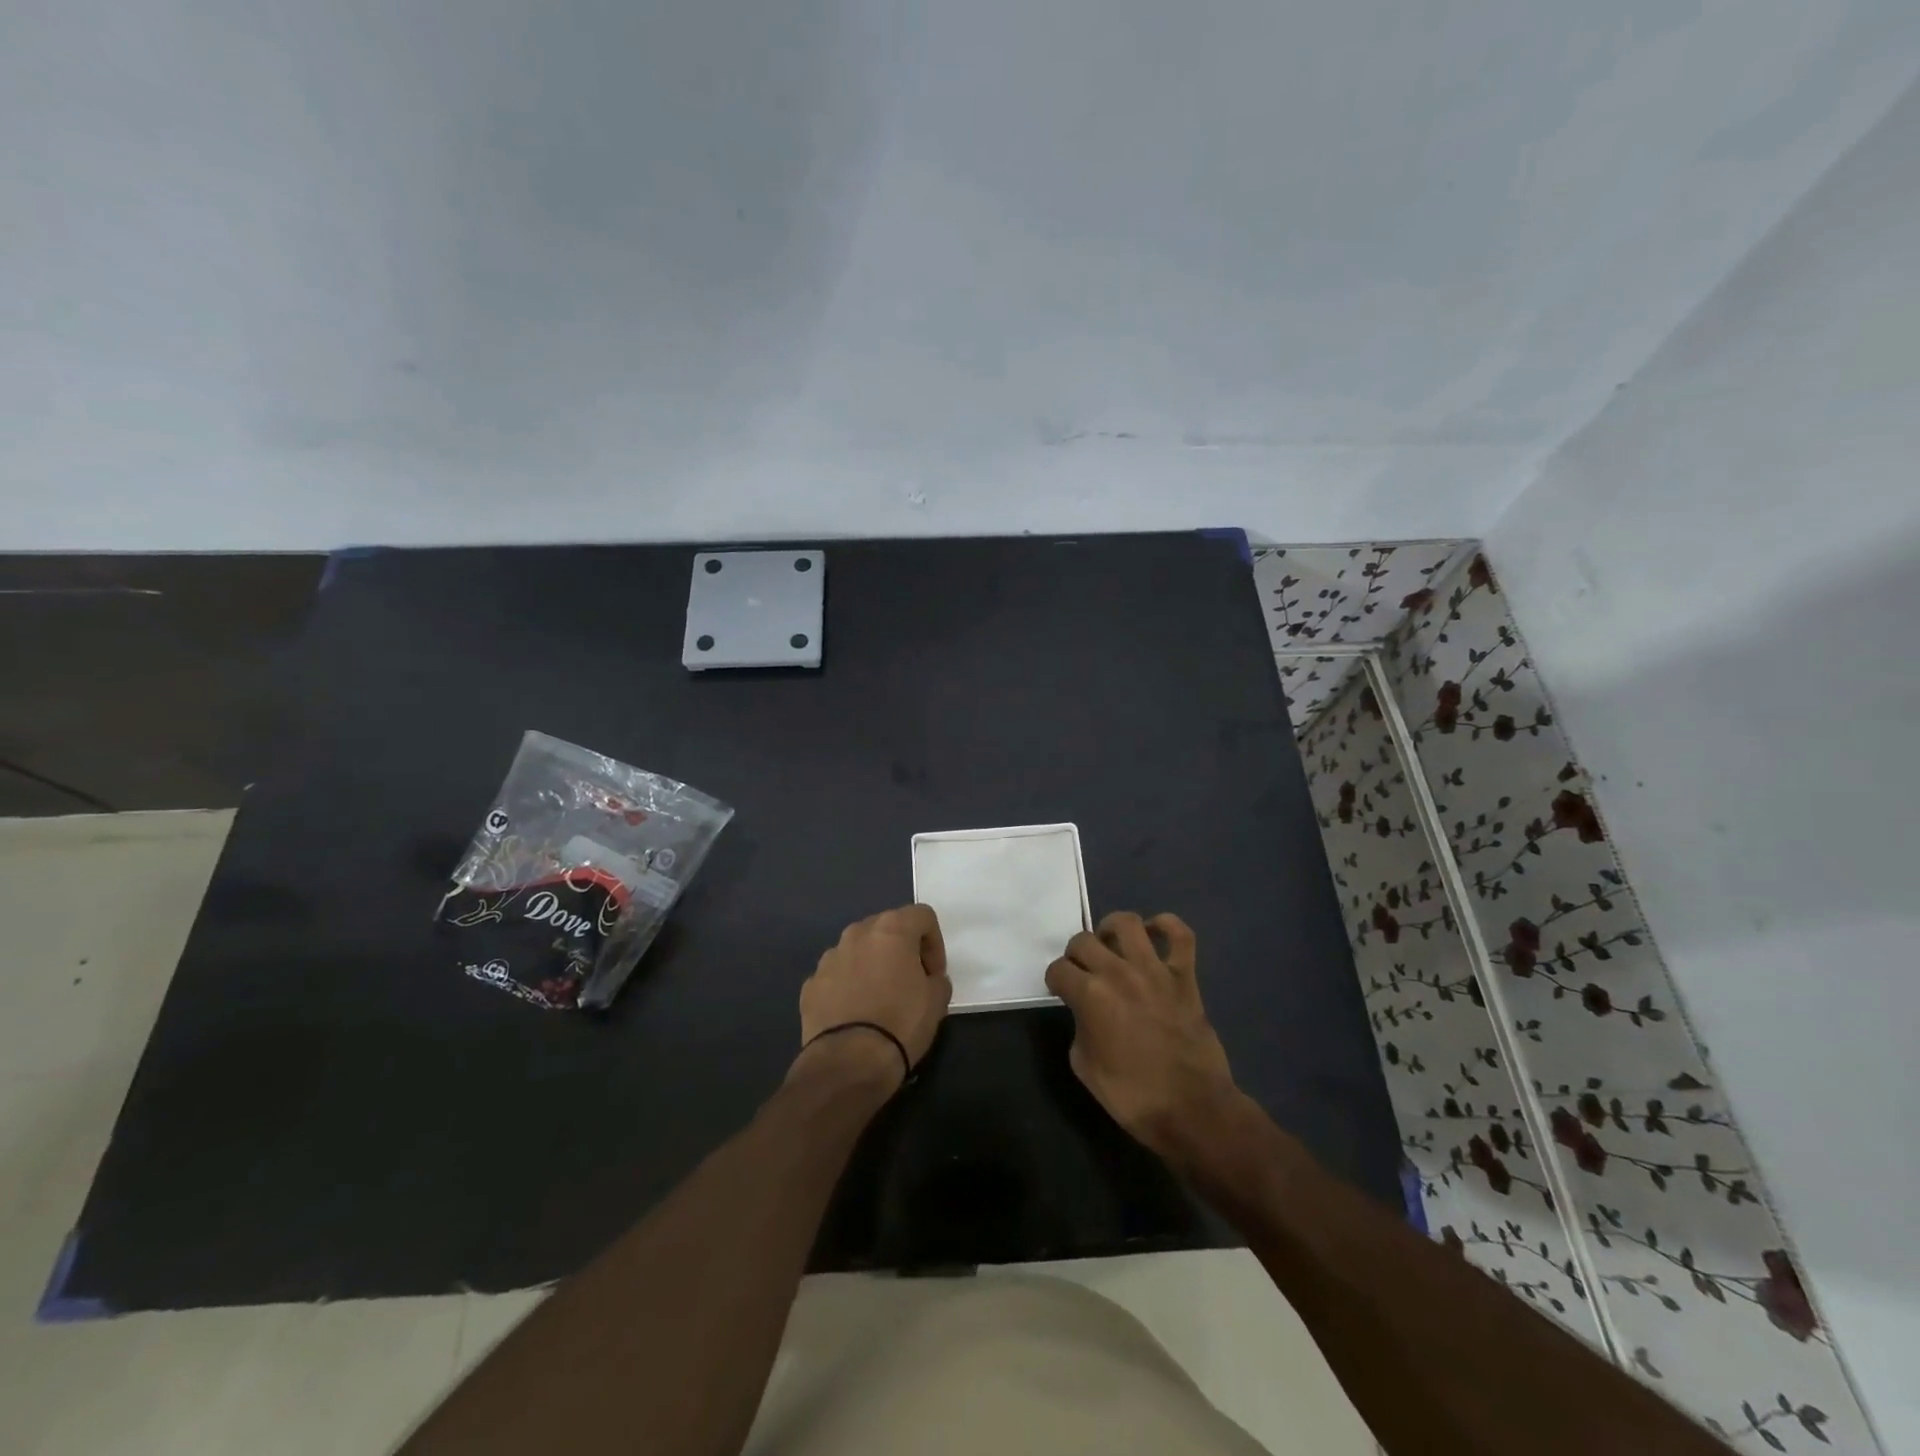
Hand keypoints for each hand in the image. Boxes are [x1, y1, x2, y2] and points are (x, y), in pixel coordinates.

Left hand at [795, 904, 952, 1086]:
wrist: (848, 1062)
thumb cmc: (900, 1023)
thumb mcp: (937, 1001)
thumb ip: (936, 979)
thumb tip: (927, 978)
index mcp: (891, 930)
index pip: (922, 916)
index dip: (934, 943)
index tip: (934, 973)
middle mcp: (857, 934)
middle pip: (886, 928)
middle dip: (901, 949)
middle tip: (910, 981)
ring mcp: (829, 958)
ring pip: (858, 950)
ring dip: (872, 965)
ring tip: (879, 999)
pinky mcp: (810, 984)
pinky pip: (837, 975)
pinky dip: (848, 986)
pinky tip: (855, 1014)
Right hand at [1045, 911, 1239, 1159]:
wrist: (1191, 1109)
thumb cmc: (1132, 1096)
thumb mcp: (1084, 1066)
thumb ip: (1080, 1027)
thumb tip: (1087, 1013)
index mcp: (1090, 995)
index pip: (1058, 969)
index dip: (1055, 981)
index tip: (1060, 991)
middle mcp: (1119, 972)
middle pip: (1084, 940)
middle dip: (1076, 955)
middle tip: (1082, 972)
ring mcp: (1154, 970)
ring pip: (1127, 923)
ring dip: (1112, 929)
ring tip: (1111, 945)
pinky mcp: (1184, 976)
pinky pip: (1180, 935)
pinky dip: (1166, 926)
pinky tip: (1154, 933)